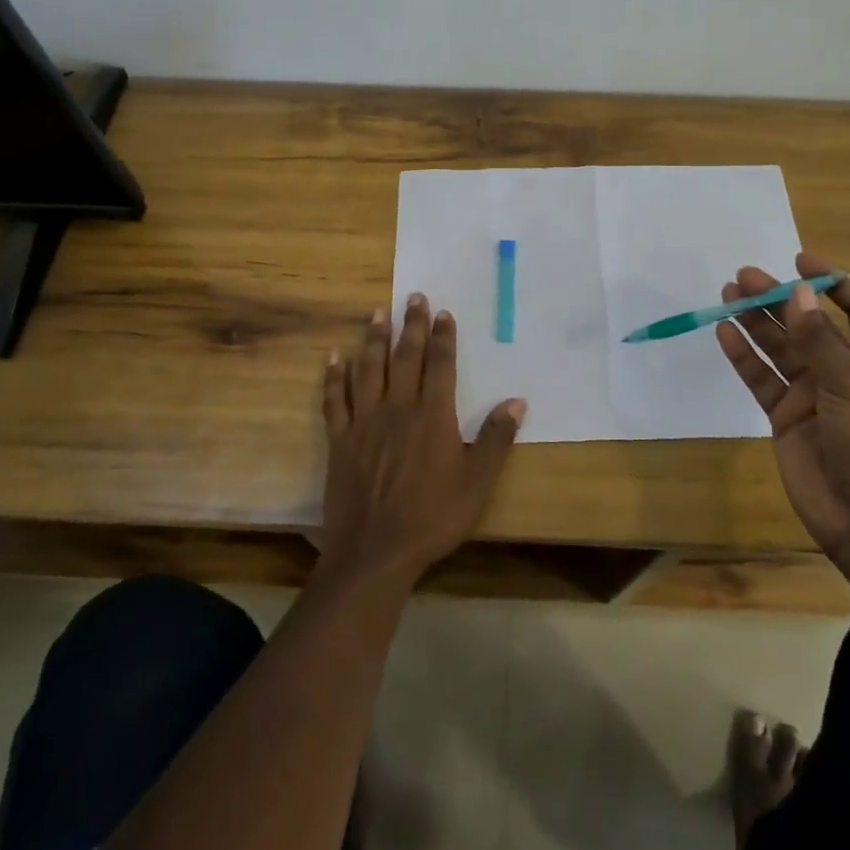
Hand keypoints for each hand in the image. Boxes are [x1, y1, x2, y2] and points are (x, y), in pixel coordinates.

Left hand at [318, 294, 525, 590]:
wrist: (376, 552)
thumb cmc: (432, 518)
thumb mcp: (477, 483)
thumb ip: (496, 440)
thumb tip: (516, 401)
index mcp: (432, 416)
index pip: (440, 365)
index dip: (442, 337)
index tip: (443, 312)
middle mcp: (398, 409)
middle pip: (405, 358)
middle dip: (410, 325)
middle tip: (413, 297)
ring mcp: (364, 422)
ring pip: (368, 370)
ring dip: (372, 340)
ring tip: (376, 313)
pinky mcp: (340, 440)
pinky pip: (335, 400)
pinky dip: (334, 377)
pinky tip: (333, 357)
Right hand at [715, 254, 849, 590]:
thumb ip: (820, 340)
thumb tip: (797, 293)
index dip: (833, 283)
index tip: (801, 261)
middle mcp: (846, 371)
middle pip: (808, 324)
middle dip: (779, 298)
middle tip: (745, 276)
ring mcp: (813, 393)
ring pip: (779, 347)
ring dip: (756, 321)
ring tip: (728, 293)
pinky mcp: (785, 416)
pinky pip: (761, 378)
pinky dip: (743, 356)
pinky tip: (724, 333)